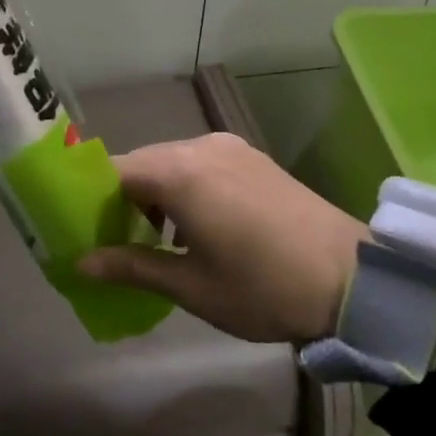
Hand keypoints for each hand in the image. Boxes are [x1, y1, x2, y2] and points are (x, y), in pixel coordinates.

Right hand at [78, 132, 365, 342]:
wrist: (353, 279)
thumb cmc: (263, 288)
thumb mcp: (192, 285)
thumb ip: (133, 266)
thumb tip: (81, 263)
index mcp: (179, 174)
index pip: (113, 172)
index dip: (90, 199)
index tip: (82, 232)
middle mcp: (200, 147)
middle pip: (141, 163)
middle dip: (121, 199)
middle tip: (115, 243)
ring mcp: (230, 148)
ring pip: (171, 162)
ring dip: (154, 193)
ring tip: (154, 240)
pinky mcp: (252, 156)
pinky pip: (199, 163)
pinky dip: (183, 186)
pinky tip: (193, 224)